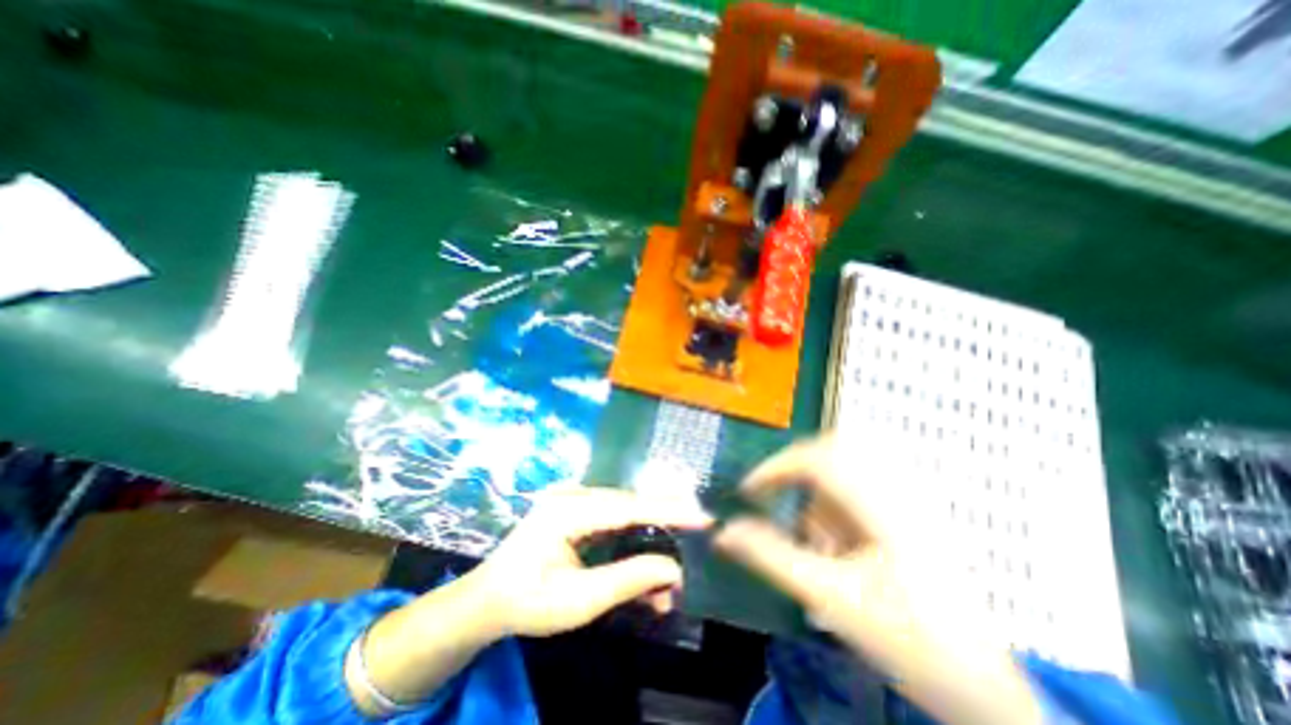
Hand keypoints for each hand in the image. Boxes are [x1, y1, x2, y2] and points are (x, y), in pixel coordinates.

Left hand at [472, 488, 709, 633]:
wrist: (487, 600)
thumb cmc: (528, 602)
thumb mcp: (579, 600)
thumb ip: (628, 579)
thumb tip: (673, 568)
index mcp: (568, 511)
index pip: (628, 507)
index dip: (668, 511)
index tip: (701, 515)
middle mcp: (573, 495)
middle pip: (629, 505)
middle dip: (662, 526)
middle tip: (692, 539)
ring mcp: (573, 498)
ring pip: (624, 511)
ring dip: (648, 536)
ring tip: (665, 573)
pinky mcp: (575, 507)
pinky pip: (612, 516)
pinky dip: (632, 536)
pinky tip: (643, 559)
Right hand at [711, 437, 1042, 724]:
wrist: (985, 688)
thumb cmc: (907, 641)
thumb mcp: (829, 597)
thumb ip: (771, 558)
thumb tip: (724, 532)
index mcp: (881, 505)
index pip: (816, 458)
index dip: (775, 467)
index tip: (748, 491)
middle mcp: (897, 489)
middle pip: (833, 449)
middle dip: (795, 469)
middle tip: (771, 493)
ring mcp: (909, 499)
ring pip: (847, 465)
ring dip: (817, 489)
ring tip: (809, 530)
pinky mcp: (912, 512)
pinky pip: (862, 484)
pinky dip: (836, 502)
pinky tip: (835, 536)